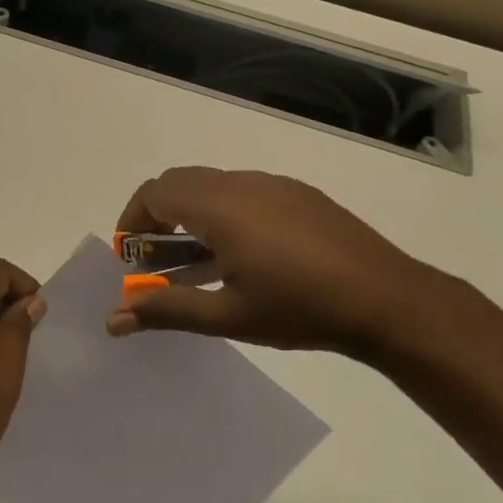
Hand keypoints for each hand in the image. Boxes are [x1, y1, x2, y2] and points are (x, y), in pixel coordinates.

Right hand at [108, 166, 444, 358]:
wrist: (388, 299)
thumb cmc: (299, 307)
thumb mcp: (227, 315)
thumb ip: (166, 310)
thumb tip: (113, 319)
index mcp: (218, 206)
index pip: (154, 194)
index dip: (132, 221)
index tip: (129, 258)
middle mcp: (241, 183)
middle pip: (179, 183)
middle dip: (157, 216)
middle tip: (156, 261)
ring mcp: (273, 185)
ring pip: (212, 185)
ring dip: (191, 215)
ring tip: (196, 262)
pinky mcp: (298, 194)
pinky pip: (243, 191)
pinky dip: (223, 213)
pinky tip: (243, 255)